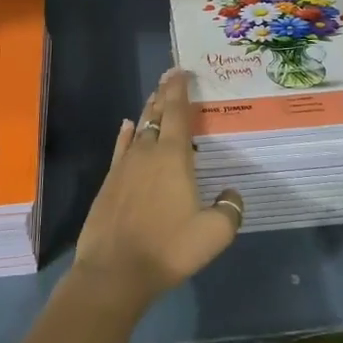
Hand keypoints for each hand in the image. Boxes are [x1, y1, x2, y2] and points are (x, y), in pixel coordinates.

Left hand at [72, 69, 244, 311]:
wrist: (114, 272)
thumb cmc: (168, 249)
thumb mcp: (214, 234)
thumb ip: (229, 210)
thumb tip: (232, 193)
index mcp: (173, 157)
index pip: (178, 113)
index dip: (179, 89)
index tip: (181, 71)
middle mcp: (147, 152)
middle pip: (157, 115)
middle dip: (164, 94)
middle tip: (170, 76)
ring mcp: (125, 166)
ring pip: (139, 129)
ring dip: (149, 112)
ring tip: (156, 99)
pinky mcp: (110, 183)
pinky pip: (121, 148)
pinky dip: (126, 134)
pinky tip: (127, 126)